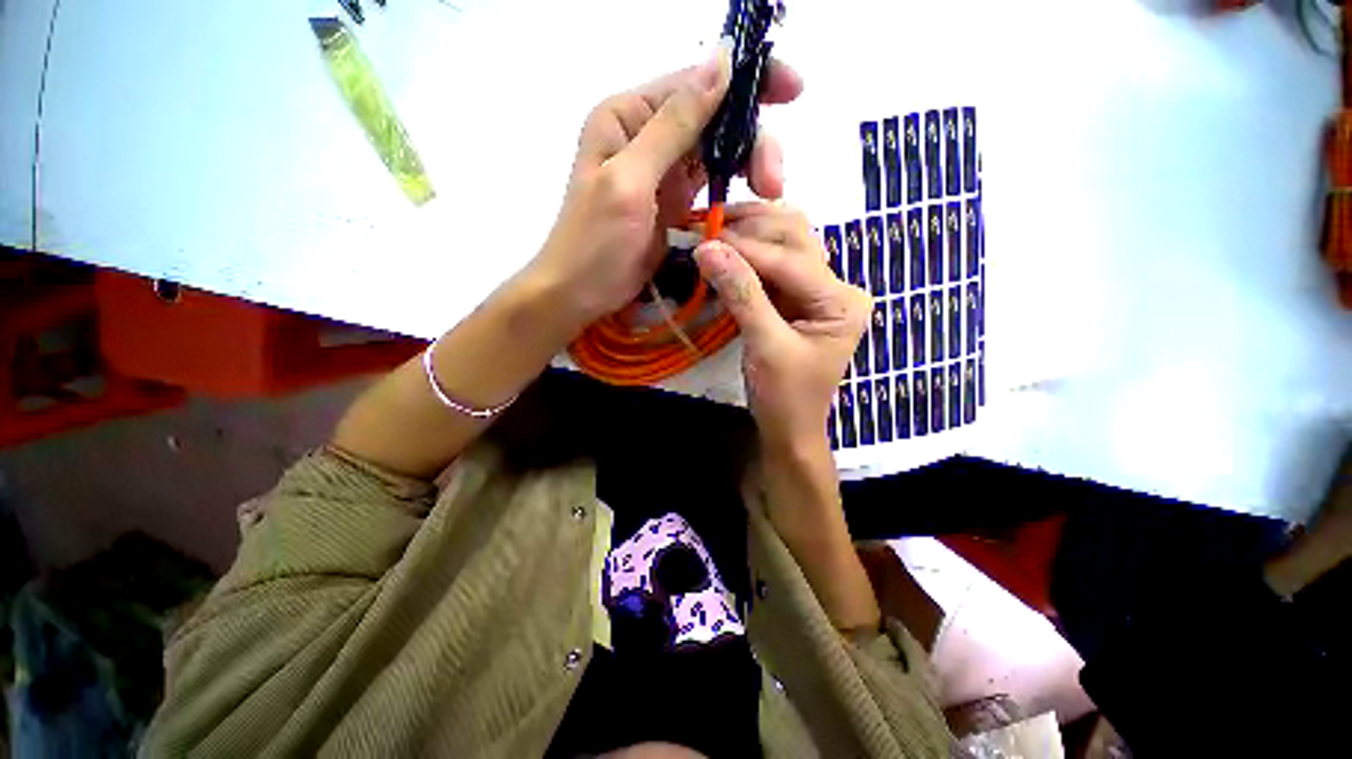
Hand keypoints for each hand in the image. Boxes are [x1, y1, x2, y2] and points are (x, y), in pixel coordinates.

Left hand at [527, 46, 803, 330]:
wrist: (579, 294)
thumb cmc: (594, 243)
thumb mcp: (629, 182)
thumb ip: (673, 126)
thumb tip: (721, 62)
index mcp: (628, 116)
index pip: (695, 83)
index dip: (747, 80)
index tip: (794, 89)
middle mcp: (647, 134)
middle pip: (714, 117)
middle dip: (753, 139)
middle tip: (773, 182)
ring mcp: (662, 170)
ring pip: (718, 148)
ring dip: (750, 164)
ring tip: (769, 192)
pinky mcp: (673, 201)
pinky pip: (712, 181)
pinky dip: (735, 186)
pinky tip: (752, 199)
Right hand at [694, 204, 869, 448]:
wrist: (789, 429)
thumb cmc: (785, 397)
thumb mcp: (765, 347)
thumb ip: (741, 295)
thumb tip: (707, 249)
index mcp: (842, 301)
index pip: (790, 260)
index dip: (746, 248)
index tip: (703, 238)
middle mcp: (836, 287)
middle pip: (796, 238)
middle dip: (751, 228)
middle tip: (707, 225)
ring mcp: (817, 291)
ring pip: (785, 244)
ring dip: (750, 234)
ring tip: (713, 229)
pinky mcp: (796, 300)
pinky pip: (773, 265)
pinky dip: (748, 255)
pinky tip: (725, 249)